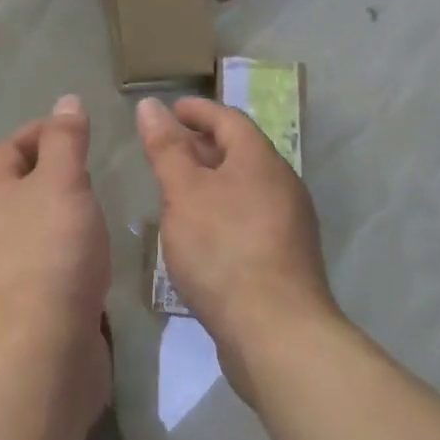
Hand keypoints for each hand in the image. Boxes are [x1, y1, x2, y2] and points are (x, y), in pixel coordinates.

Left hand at [0, 95, 111, 415]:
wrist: (42, 350)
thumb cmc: (52, 251)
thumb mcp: (63, 181)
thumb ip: (66, 140)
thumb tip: (65, 101)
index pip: (10, 147)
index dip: (40, 131)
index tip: (78, 131)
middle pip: (19, 185)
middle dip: (53, 170)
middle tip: (93, 168)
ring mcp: (9, 268)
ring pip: (35, 224)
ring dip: (63, 210)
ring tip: (99, 207)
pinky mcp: (31, 302)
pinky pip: (49, 259)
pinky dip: (70, 247)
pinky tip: (95, 254)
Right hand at [137, 96, 338, 400]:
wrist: (276, 334)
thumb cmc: (223, 249)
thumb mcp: (183, 192)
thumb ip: (165, 148)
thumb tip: (150, 105)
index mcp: (260, 160)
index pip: (228, 118)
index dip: (197, 110)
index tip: (170, 110)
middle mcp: (281, 184)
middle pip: (240, 150)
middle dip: (202, 144)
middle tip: (167, 148)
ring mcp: (289, 223)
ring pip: (244, 185)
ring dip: (211, 179)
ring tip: (177, 189)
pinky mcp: (285, 258)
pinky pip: (249, 216)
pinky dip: (222, 209)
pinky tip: (200, 231)